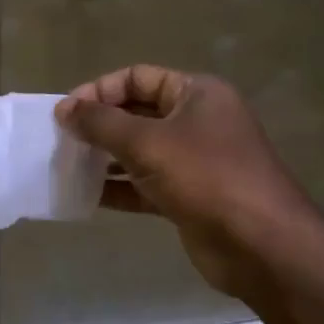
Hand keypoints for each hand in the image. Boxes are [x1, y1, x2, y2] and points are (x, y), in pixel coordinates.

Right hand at [57, 65, 323, 305]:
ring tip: (68, 167)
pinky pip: (145, 184)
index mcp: (197, 94)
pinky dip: (119, 187)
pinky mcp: (189, 196)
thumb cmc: (205, 177)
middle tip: (62, 140)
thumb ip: (101, 123)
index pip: (138, 77)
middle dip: (99, 125)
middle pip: (137, 113)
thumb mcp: (147, 143)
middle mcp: (197, 121)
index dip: (100, 90)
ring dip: (105, 158)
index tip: (66, 113)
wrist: (261, 245)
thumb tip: (64, 109)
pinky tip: (87, 196)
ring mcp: (195, 161)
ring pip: (139, 151)